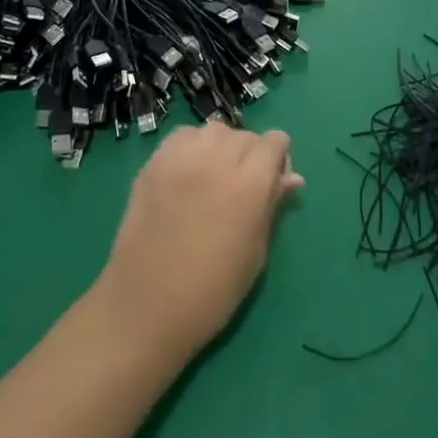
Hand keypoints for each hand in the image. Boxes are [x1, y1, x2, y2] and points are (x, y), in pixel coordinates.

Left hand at [93, 122, 303, 362]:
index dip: (278, 158)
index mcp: (249, 185)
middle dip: (252, 154)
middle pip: (245, 135)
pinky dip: (192, 146)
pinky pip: (183, 136)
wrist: (145, 307)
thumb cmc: (211, 292)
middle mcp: (218, 159)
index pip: (274, 142)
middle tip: (242, 188)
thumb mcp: (255, 253)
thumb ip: (273, 206)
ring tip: (214, 177)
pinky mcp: (154, 161)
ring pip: (214, 130)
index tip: (273, 180)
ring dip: (222, 147)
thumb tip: (292, 177)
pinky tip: (188, 173)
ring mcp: (182, 157)